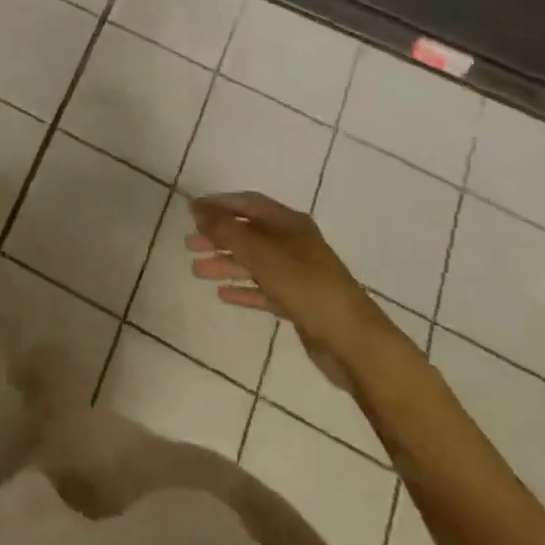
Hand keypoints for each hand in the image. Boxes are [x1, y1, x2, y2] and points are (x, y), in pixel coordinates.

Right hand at [186, 192, 384, 377]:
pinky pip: (264, 290)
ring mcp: (298, 274)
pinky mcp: (300, 303)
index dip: (219, 204)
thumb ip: (226, 231)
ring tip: (197, 271)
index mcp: (289, 223)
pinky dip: (244, 289)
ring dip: (226, 264)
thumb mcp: (261, 253)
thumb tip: (197, 209)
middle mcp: (294, 243)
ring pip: (254, 262)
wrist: (354, 342)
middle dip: (219, 236)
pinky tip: (223, 295)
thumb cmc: (305, 286)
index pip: (248, 203)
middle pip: (249, 232)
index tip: (192, 212)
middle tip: (190, 244)